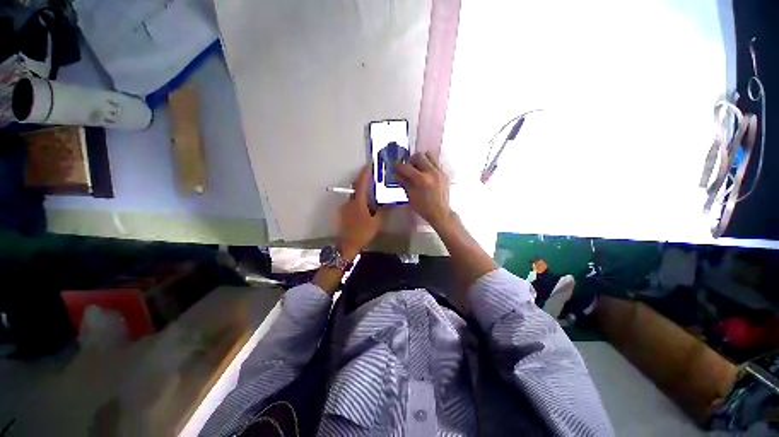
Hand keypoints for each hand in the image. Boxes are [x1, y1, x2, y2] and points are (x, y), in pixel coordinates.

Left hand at [338, 163, 384, 256]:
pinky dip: (359, 200)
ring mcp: (345, 206)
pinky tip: (366, 207)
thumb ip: (383, 211)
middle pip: (356, 187)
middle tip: (373, 178)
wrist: (348, 244)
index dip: (365, 172)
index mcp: (358, 202)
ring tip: (372, 195)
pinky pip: (353, 201)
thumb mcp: (376, 222)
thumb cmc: (363, 232)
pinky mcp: (344, 212)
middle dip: (364, 180)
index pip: (361, 183)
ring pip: (355, 195)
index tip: (370, 163)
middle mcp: (350, 201)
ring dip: (362, 192)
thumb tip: (391, 203)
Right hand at [395, 151, 451, 229]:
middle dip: (411, 161)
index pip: (406, 167)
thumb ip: (403, 181)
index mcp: (421, 179)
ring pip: (428, 156)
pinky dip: (428, 165)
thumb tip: (396, 172)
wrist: (440, 212)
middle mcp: (431, 172)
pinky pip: (435, 163)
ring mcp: (439, 171)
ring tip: (418, 169)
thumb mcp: (410, 195)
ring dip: (421, 160)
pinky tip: (426, 174)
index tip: (395, 166)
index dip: (398, 166)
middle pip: (418, 156)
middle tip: (408, 168)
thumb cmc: (423, 207)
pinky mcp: (444, 173)